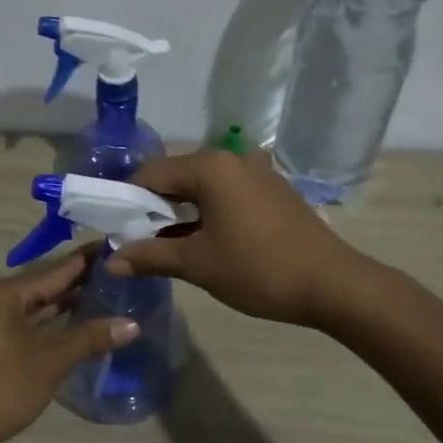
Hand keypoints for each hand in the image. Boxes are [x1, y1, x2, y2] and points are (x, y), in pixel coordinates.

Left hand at [0, 247, 139, 442]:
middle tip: (120, 272)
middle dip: (80, 282)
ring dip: (67, 304)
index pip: (55, 271)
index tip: (116, 247)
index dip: (87, 261)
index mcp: (5, 295)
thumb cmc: (1, 388)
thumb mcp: (51, 361)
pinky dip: (52, 324)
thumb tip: (132, 324)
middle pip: (45, 287)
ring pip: (37, 307)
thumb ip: (90, 337)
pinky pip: (29, 324)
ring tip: (107, 295)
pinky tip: (78, 325)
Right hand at [105, 150, 370, 325]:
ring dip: (179, 213)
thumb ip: (149, 257)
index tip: (114, 230)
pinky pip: (225, 193)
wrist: (333, 284)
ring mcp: (256, 171)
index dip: (126, 201)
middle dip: (152, 208)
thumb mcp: (198, 264)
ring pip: (201, 186)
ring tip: (166, 246)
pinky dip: (206, 212)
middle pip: (175, 176)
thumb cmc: (259, 269)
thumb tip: (109, 262)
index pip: (150, 173)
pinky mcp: (271, 189)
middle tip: (137, 243)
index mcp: (210, 166)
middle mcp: (231, 158)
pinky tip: (202, 240)